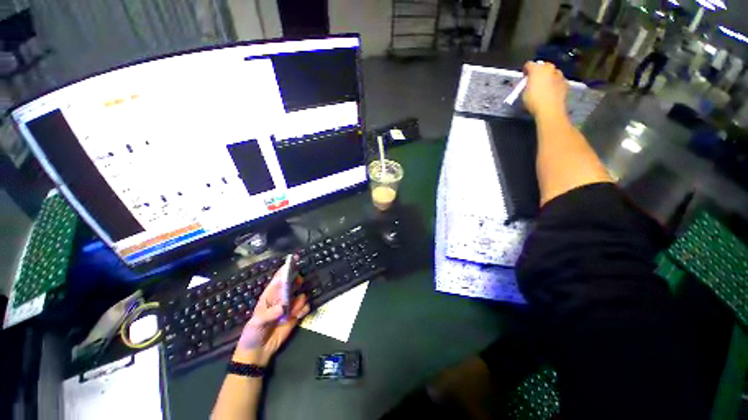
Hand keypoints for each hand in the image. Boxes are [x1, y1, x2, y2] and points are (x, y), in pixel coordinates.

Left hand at [234, 266, 309, 365]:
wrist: (258, 353)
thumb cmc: (252, 334)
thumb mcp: (256, 323)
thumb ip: (269, 314)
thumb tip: (283, 307)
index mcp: (269, 296)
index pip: (278, 280)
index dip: (285, 270)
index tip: (293, 261)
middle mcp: (281, 299)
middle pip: (292, 284)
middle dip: (297, 282)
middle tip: (298, 284)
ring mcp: (290, 307)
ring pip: (301, 295)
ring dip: (300, 300)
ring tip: (293, 312)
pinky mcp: (296, 316)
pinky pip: (305, 307)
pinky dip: (304, 309)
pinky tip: (298, 316)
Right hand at [522, 62, 568, 118]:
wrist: (550, 109)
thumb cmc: (533, 101)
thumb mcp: (524, 93)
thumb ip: (527, 85)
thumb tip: (529, 83)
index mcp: (537, 69)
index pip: (529, 64)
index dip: (525, 70)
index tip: (524, 76)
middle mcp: (549, 68)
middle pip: (543, 66)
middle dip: (539, 71)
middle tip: (535, 80)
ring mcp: (559, 74)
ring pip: (552, 72)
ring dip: (548, 77)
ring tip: (544, 86)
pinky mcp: (566, 82)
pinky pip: (558, 80)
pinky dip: (555, 83)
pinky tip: (551, 91)